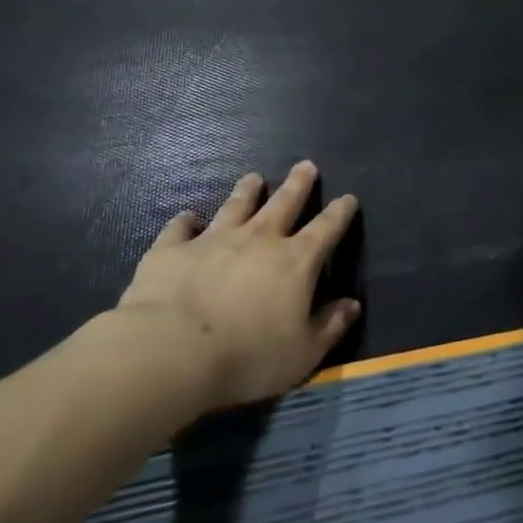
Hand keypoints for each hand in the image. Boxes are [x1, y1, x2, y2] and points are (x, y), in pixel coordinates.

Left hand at [118, 161, 361, 408]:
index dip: (340, 212)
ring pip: (236, 206)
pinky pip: (180, 228)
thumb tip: (352, 305)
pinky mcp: (172, 250)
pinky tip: (187, 216)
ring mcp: (213, 240)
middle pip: (284, 203)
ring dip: (247, 191)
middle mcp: (259, 239)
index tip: (348, 198)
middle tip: (306, 165)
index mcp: (296, 261)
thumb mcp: (303, 354)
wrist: (170, 353)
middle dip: (298, 184)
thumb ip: (330, 326)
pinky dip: (185, 220)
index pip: (327, 228)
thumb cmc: (247, 357)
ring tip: (254, 177)